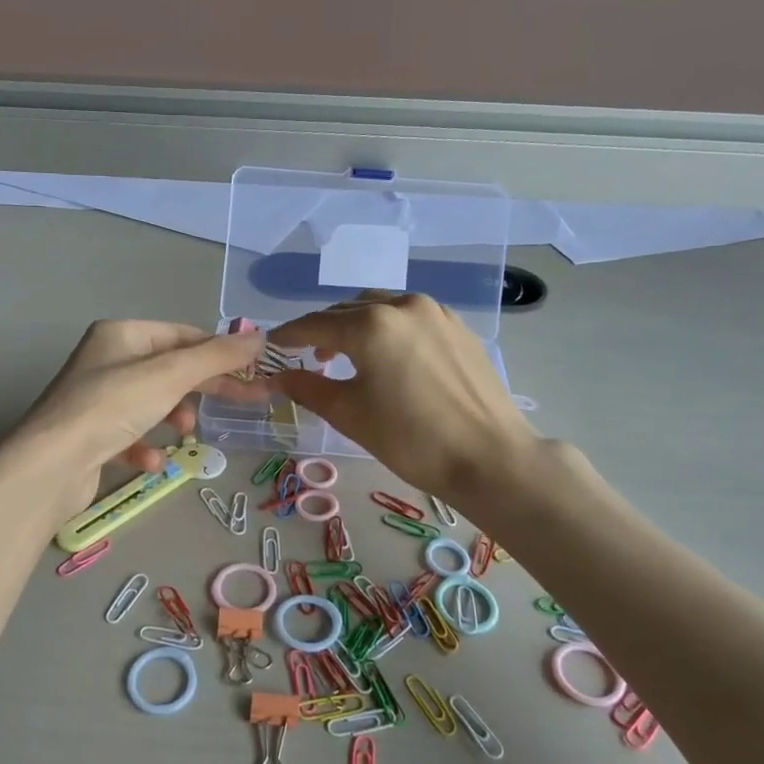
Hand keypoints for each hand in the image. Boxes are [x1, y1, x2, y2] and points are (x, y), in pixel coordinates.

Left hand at [13, 320, 264, 508]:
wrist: (51, 465)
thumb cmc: (112, 407)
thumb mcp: (171, 375)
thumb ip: (217, 356)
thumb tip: (261, 337)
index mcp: (122, 335)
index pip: (183, 335)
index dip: (220, 352)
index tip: (253, 372)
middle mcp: (108, 361)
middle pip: (171, 369)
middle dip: (205, 388)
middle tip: (247, 401)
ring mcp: (97, 399)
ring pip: (153, 403)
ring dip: (174, 417)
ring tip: (184, 432)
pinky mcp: (92, 436)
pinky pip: (131, 435)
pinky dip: (146, 446)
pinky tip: (151, 460)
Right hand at [269, 294, 540, 505]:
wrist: (489, 457)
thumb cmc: (410, 439)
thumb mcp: (349, 414)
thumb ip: (308, 387)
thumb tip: (278, 376)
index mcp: (371, 325)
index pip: (316, 323)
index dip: (290, 334)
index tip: (273, 343)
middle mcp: (403, 306)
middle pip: (349, 310)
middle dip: (324, 329)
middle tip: (308, 354)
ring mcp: (436, 313)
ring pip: (382, 308)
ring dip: (357, 325)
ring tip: (347, 355)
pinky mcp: (458, 328)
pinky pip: (411, 318)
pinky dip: (388, 329)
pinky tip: (389, 356)